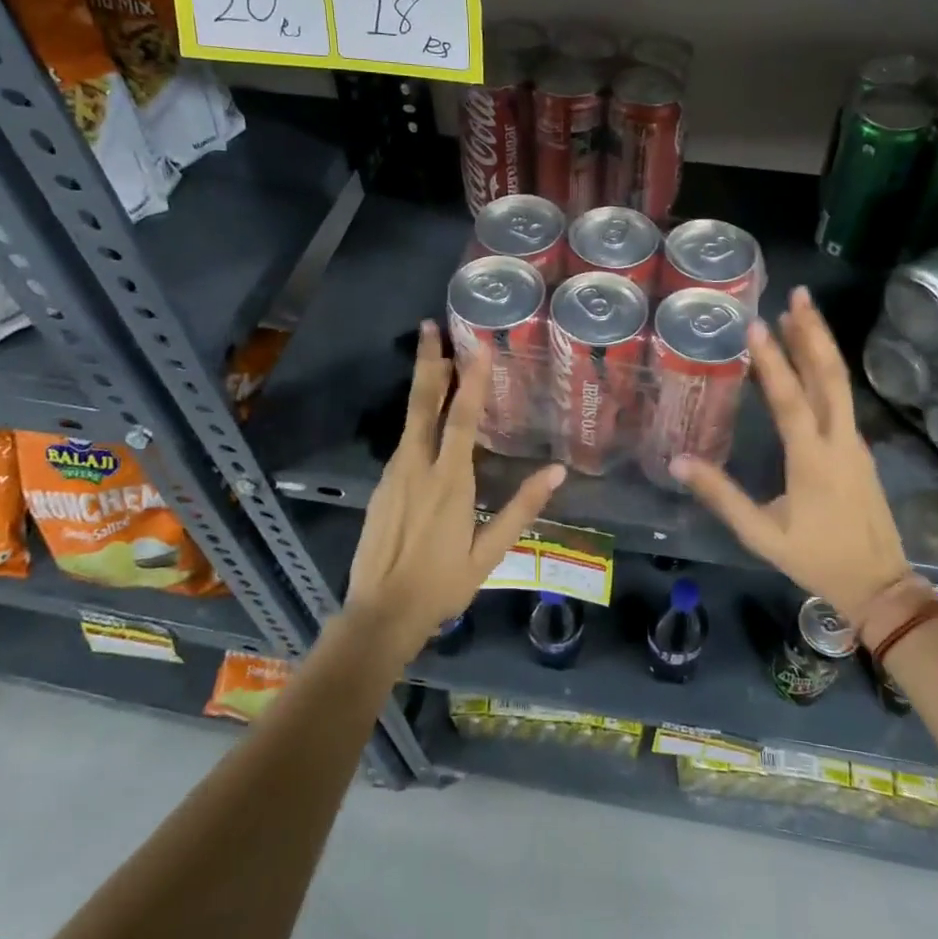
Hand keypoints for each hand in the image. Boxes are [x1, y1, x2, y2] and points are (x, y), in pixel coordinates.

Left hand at [346, 322, 565, 656]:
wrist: (380, 613)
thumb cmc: (443, 584)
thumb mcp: (490, 552)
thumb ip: (522, 507)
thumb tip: (557, 471)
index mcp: (449, 481)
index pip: (461, 419)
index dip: (471, 381)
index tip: (476, 347)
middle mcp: (417, 467)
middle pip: (423, 404)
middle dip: (429, 362)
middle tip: (429, 325)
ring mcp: (394, 474)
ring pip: (410, 418)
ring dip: (423, 383)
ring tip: (434, 355)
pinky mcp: (381, 486)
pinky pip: (403, 441)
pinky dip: (416, 417)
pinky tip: (427, 416)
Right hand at [671, 287, 917, 619]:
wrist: (880, 584)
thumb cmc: (816, 559)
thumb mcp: (762, 534)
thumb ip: (722, 496)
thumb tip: (678, 462)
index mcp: (813, 460)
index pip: (792, 400)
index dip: (773, 362)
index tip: (758, 325)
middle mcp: (839, 441)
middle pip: (830, 377)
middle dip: (813, 333)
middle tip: (798, 295)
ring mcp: (854, 443)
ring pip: (840, 384)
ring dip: (821, 345)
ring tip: (802, 311)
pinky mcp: (858, 449)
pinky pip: (842, 398)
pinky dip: (826, 369)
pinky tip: (811, 358)